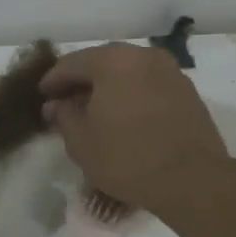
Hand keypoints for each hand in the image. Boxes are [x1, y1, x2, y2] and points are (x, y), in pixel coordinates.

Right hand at [39, 43, 228, 211]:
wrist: (193, 180)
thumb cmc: (127, 157)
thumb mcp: (81, 141)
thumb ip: (64, 116)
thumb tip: (57, 105)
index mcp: (113, 60)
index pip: (72, 63)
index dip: (53, 81)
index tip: (43, 96)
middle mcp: (143, 56)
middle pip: (102, 63)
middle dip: (82, 82)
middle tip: (66, 102)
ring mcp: (170, 72)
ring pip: (128, 73)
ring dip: (109, 89)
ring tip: (95, 112)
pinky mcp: (188, 93)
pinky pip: (148, 86)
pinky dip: (132, 96)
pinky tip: (123, 118)